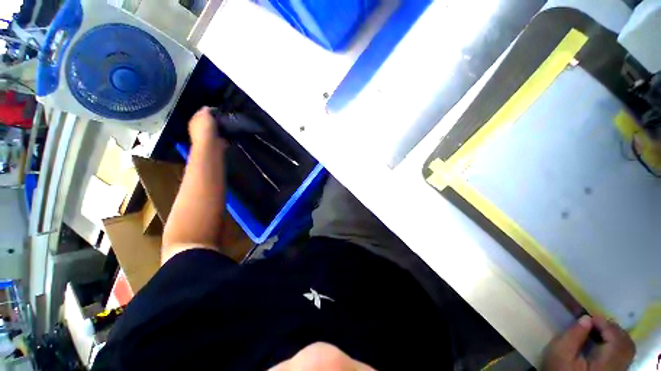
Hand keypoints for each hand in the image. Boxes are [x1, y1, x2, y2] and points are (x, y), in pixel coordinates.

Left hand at [188, 107, 225, 147]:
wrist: (211, 145)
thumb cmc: (205, 128)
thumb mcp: (204, 114)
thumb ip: (206, 110)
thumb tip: (208, 108)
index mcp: (194, 121)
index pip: (201, 113)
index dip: (209, 111)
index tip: (218, 110)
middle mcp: (200, 128)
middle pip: (209, 121)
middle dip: (215, 119)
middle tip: (223, 116)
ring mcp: (208, 136)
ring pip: (216, 128)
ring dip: (220, 126)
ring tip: (227, 123)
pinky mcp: (217, 141)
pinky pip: (222, 135)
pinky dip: (226, 133)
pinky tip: (229, 131)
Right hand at [542, 315, 635, 370]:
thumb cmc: (560, 369)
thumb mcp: (560, 353)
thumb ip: (573, 335)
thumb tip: (586, 318)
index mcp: (606, 365)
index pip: (615, 339)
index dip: (605, 324)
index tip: (589, 316)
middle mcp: (618, 369)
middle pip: (626, 344)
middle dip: (613, 329)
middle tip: (596, 322)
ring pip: (627, 349)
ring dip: (616, 336)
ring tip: (599, 330)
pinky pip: (623, 354)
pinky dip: (616, 343)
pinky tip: (603, 341)